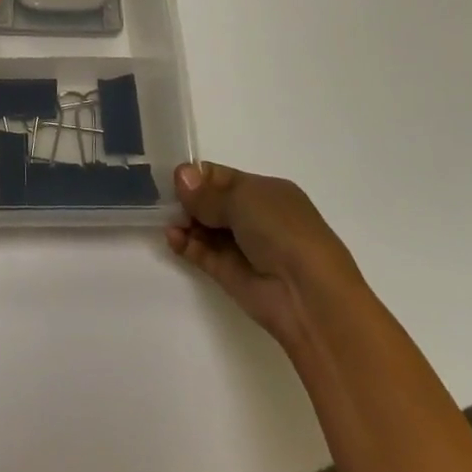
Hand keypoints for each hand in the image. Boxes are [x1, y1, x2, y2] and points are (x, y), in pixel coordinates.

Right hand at [166, 162, 360, 346]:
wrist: (309, 295)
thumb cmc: (282, 232)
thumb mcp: (244, 199)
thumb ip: (207, 192)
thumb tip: (180, 176)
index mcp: (267, 192)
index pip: (223, 177)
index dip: (197, 176)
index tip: (171, 178)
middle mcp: (256, 217)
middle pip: (211, 202)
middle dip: (187, 199)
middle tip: (162, 199)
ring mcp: (243, 247)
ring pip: (205, 228)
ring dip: (184, 222)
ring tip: (167, 220)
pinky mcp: (230, 274)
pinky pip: (202, 253)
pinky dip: (185, 244)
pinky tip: (172, 237)